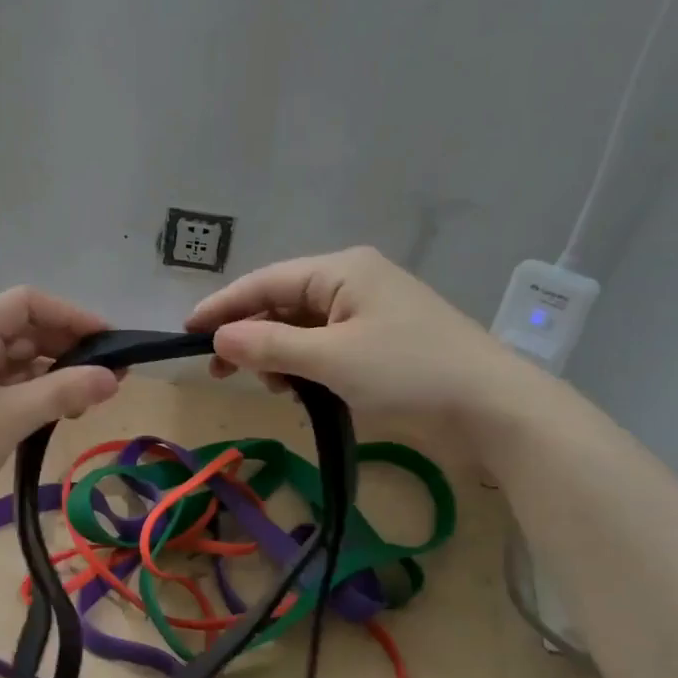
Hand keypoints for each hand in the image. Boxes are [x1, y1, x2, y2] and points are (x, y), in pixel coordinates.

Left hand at [0, 286, 120, 520]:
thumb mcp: (8, 417)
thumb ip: (62, 392)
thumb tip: (113, 378)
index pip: (26, 303)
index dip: (70, 315)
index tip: (110, 340)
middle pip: (26, 332)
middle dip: (69, 348)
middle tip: (112, 375)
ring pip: (20, 364)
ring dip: (57, 376)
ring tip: (92, 399)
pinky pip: (11, 391)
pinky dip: (39, 398)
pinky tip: (63, 414)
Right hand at [186, 246, 552, 440]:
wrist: (491, 406)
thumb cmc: (408, 372)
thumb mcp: (331, 359)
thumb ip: (270, 346)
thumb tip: (219, 339)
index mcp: (342, 270)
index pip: (266, 281)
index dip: (223, 306)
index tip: (186, 333)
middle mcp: (354, 282)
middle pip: (282, 303)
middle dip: (250, 336)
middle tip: (218, 371)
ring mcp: (370, 313)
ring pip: (302, 329)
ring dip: (279, 356)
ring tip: (273, 389)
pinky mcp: (380, 343)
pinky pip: (326, 347)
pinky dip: (306, 367)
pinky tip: (301, 391)